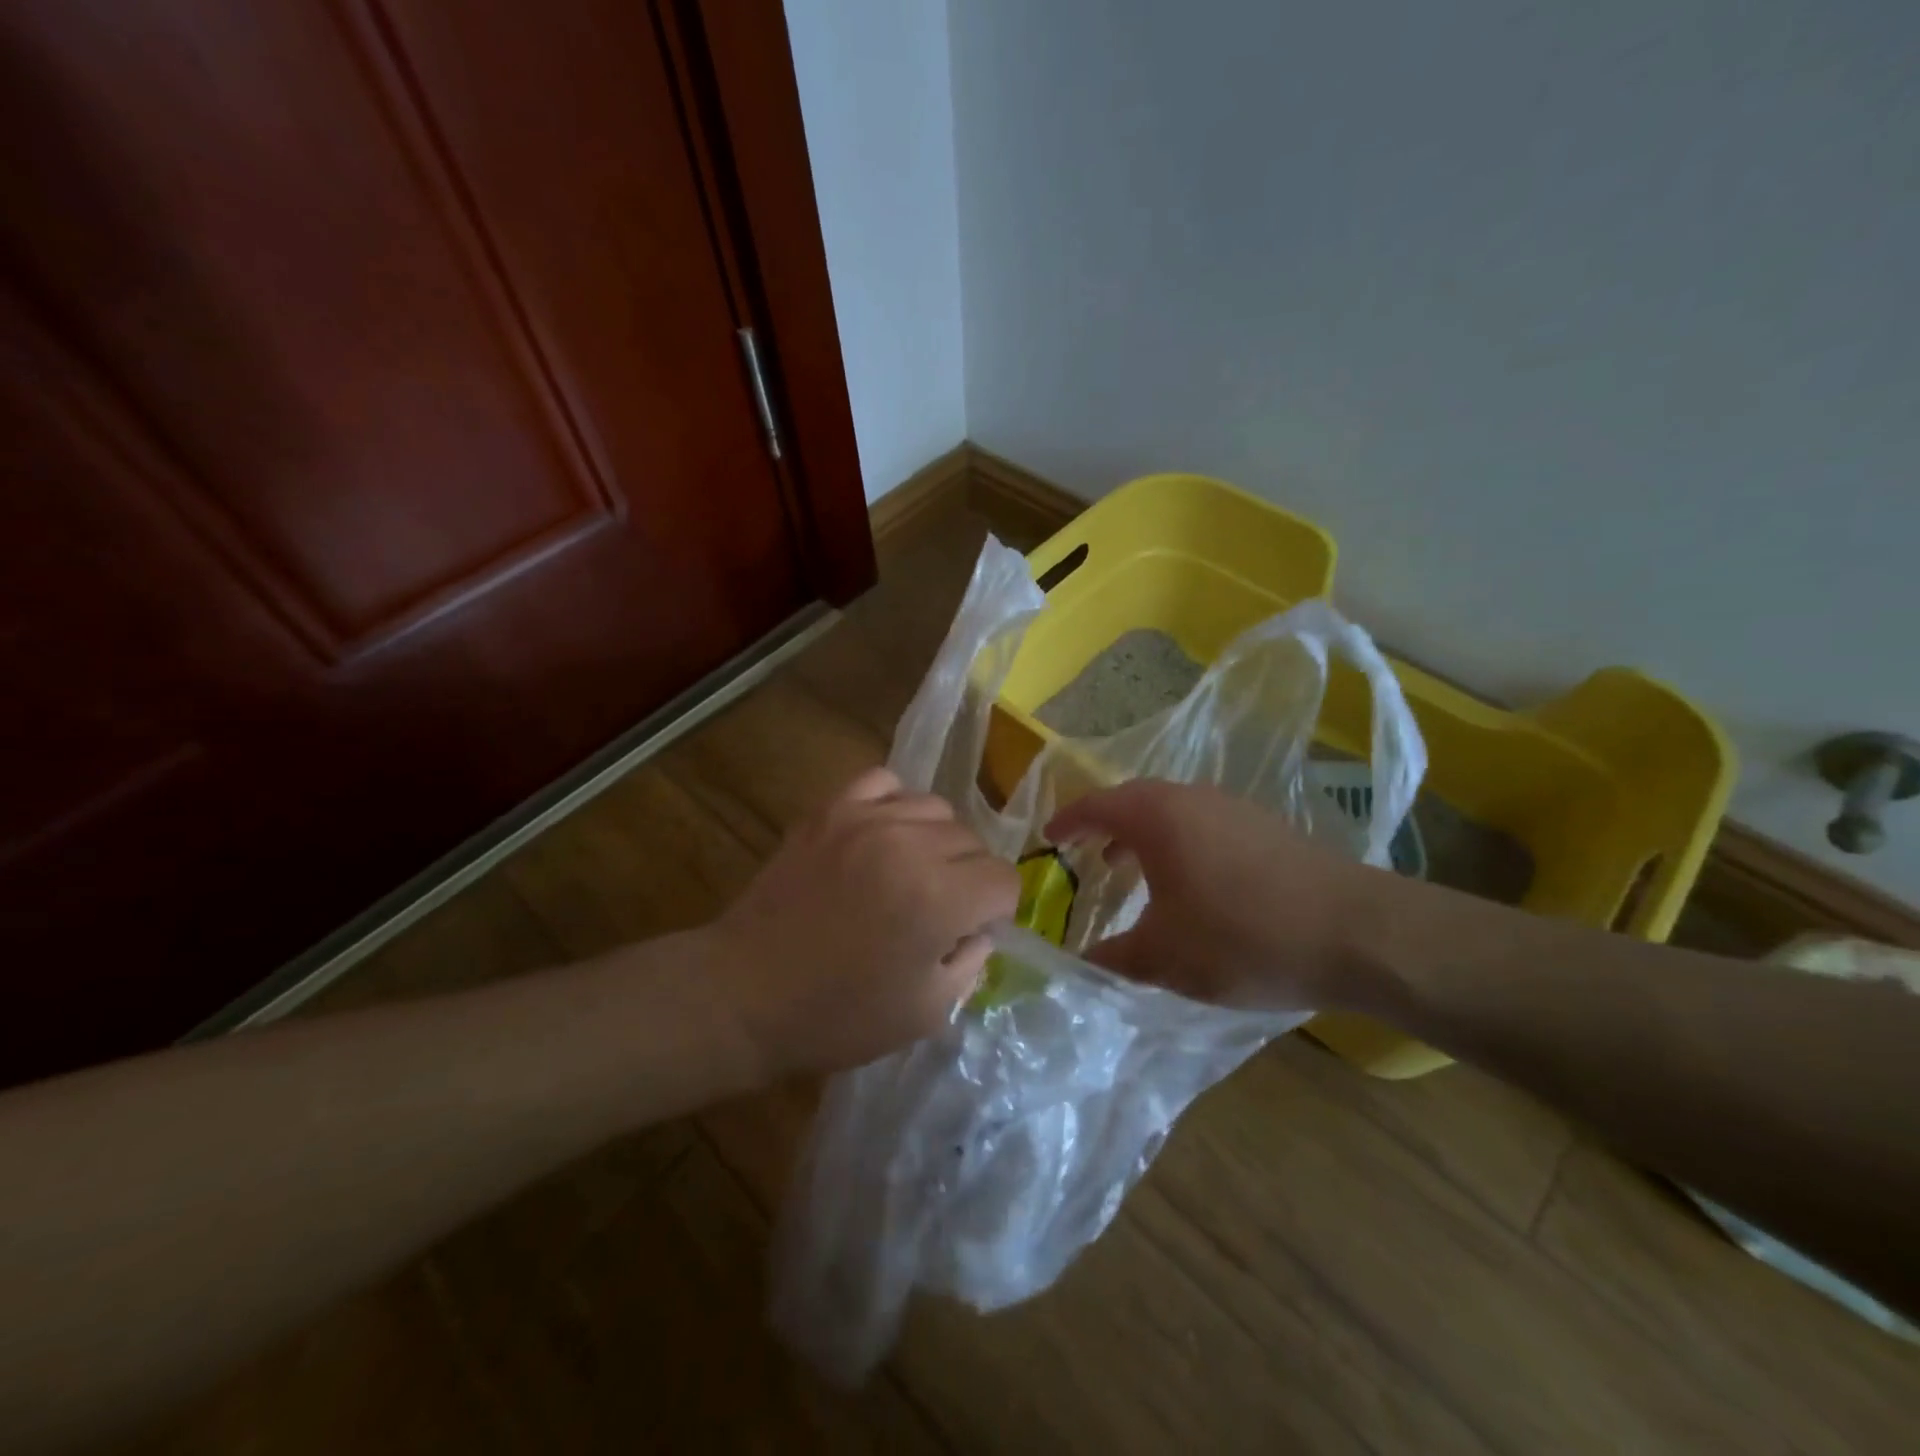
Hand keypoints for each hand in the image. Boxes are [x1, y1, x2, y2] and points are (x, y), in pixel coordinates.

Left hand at [708, 766, 1019, 1078]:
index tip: (968, 932)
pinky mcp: (830, 810)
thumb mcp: (926, 1013)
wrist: (744, 994)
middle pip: (973, 842)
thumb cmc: (837, 1016)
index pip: (1003, 879)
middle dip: (968, 878)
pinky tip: (884, 835)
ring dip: (936, 841)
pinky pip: (884, 782)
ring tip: (910, 871)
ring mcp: (865, 819)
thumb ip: (971, 962)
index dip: (995, 911)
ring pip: (936, 808)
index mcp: (939, 898)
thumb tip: (979, 928)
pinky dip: (895, 804)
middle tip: (938, 910)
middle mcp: (909, 845)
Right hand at [1046, 780, 1396, 1012]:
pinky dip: (1180, 844)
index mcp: (1157, 816)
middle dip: (1105, 826)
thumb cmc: (1241, 936)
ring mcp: (1234, 809)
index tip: (1048, 839)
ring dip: (1144, 836)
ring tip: (1130, 870)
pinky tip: (1190, 884)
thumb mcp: (1164, 957)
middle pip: (1134, 801)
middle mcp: (1192, 799)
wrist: (1355, 932)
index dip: (1067, 821)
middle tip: (1085, 854)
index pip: (1096, 805)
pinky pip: (1204, 825)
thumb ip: (1113, 957)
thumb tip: (1082, 961)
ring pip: (1172, 812)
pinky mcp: (1266, 828)